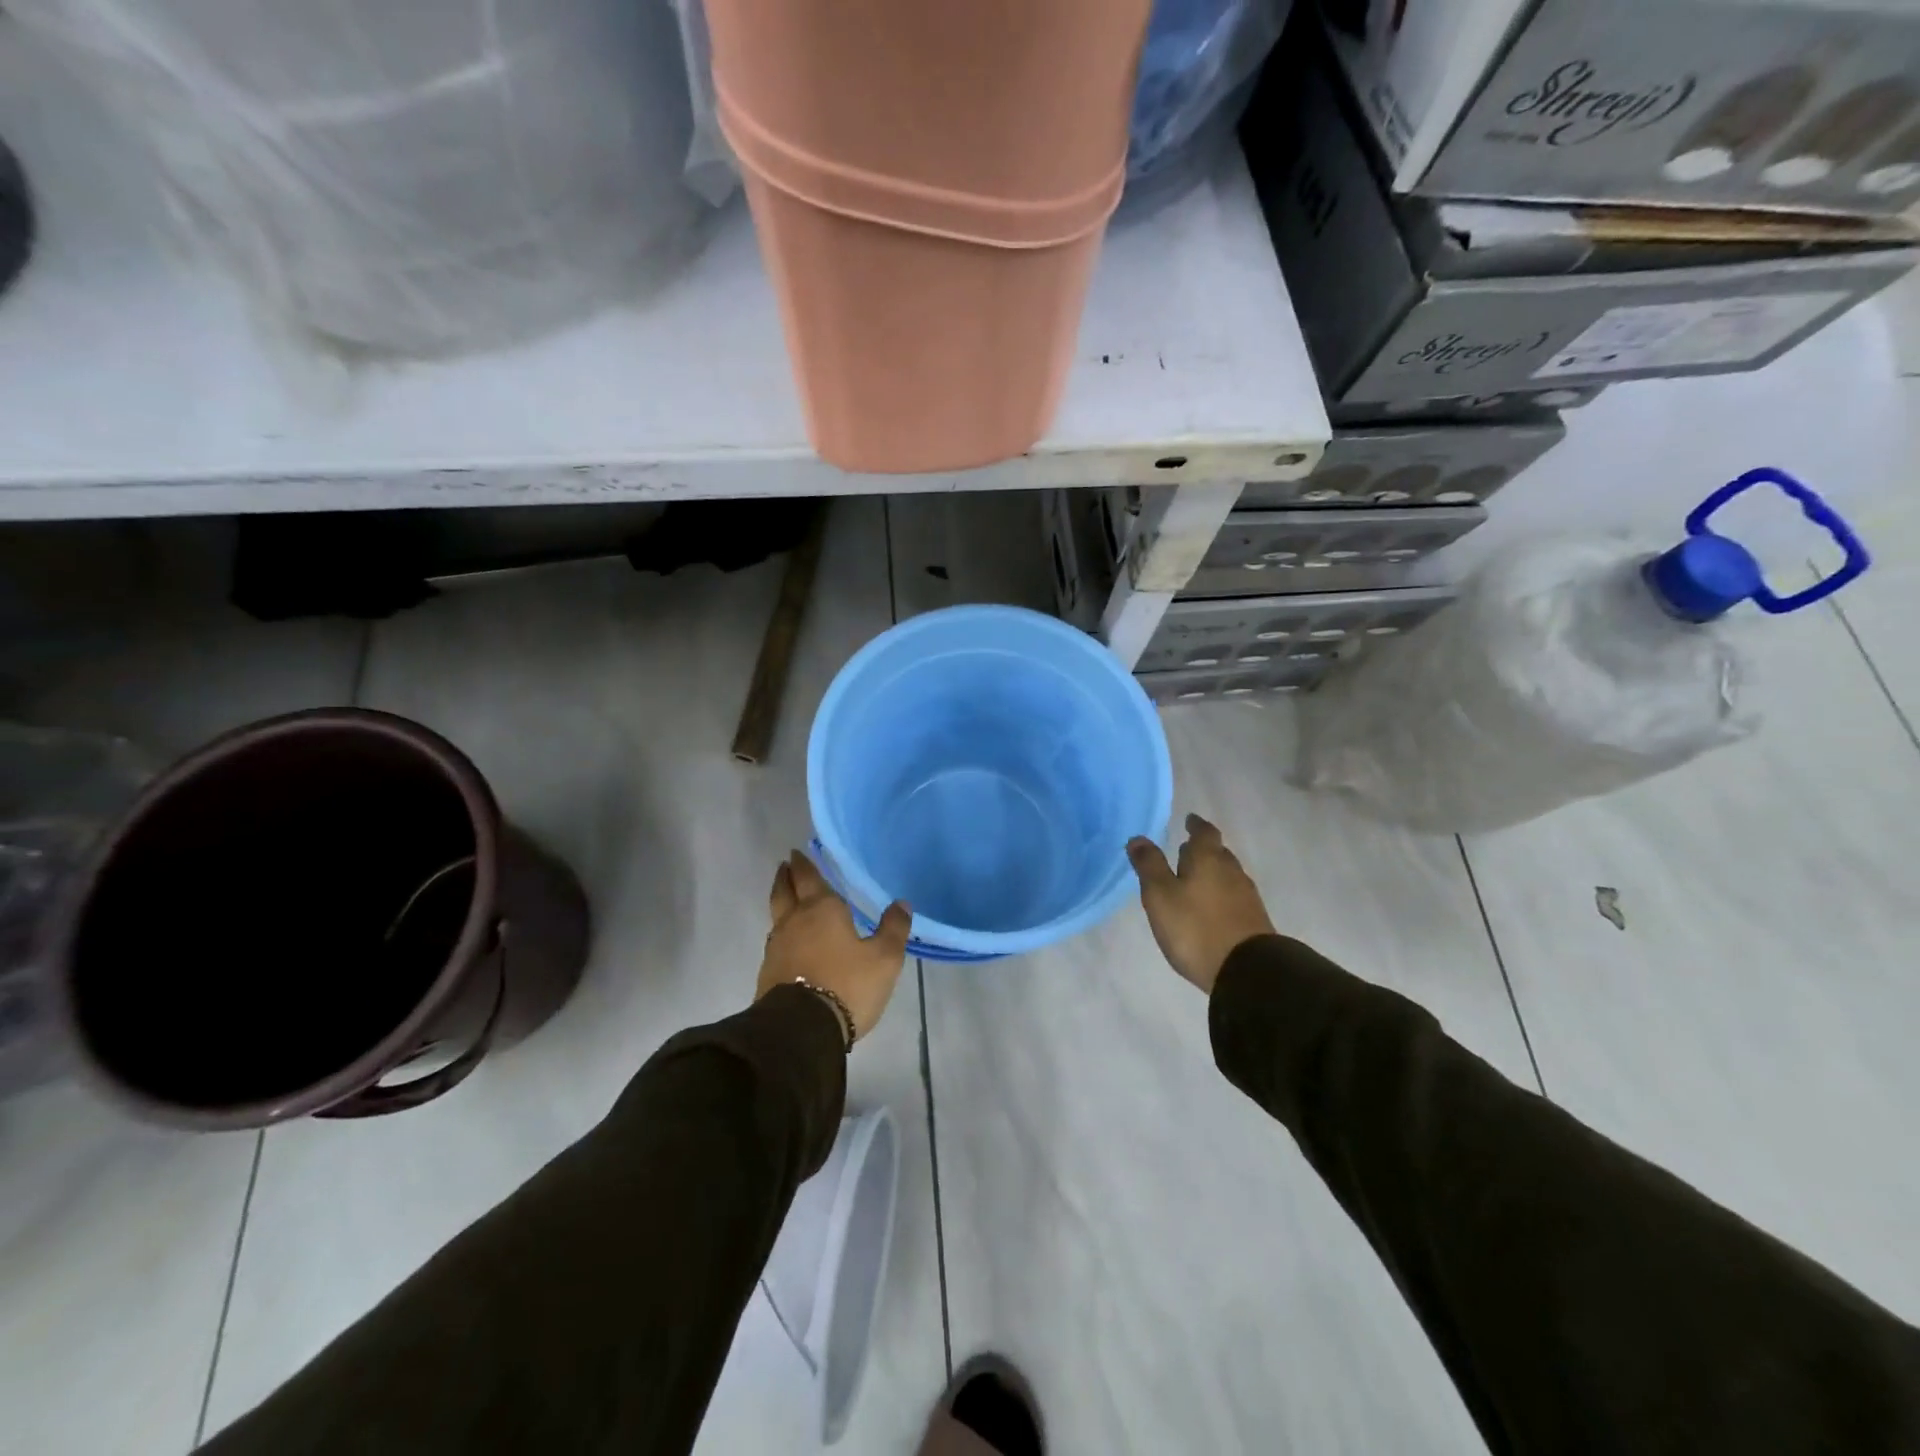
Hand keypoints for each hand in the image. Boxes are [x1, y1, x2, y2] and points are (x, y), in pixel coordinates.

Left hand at [757, 851, 910, 1042]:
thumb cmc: (847, 984)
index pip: (809, 877)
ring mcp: (777, 947)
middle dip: (785, 876)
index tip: (796, 853)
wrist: (801, 1030)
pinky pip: (776, 941)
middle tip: (785, 865)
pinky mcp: (768, 972)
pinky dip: (782, 933)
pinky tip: (790, 941)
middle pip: (784, 891)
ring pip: (777, 915)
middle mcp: (794, 921)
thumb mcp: (884, 958)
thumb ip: (893, 929)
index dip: (803, 864)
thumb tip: (901, 904)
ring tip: (788, 900)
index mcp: (821, 909)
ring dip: (781, 902)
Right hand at [1127, 815, 1275, 994]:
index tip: (1189, 820)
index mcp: (1208, 859)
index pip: (1204, 832)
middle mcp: (1231, 871)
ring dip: (1212, 872)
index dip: (1196, 825)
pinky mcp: (1254, 920)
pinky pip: (1233, 896)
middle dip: (1202, 850)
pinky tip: (1210, 906)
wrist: (1247, 971)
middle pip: (1218, 852)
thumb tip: (1138, 838)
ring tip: (1194, 879)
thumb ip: (1149, 866)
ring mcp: (1246, 896)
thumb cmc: (1196, 928)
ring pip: (1227, 874)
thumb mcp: (1160, 896)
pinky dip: (1220, 893)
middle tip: (1185, 850)